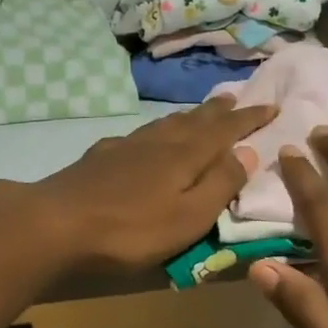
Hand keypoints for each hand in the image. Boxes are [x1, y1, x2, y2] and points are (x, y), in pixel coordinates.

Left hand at [28, 97, 275, 270]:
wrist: (56, 222)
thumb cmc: (131, 229)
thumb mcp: (189, 217)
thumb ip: (221, 185)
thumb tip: (249, 153)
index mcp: (186, 156)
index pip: (226, 130)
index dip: (249, 119)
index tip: (270, 106)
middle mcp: (159, 142)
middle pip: (194, 120)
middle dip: (218, 110)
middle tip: (234, 98)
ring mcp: (126, 146)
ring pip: (165, 124)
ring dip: (188, 116)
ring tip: (199, 112)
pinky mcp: (101, 157)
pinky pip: (139, 135)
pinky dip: (155, 131)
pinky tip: (146, 139)